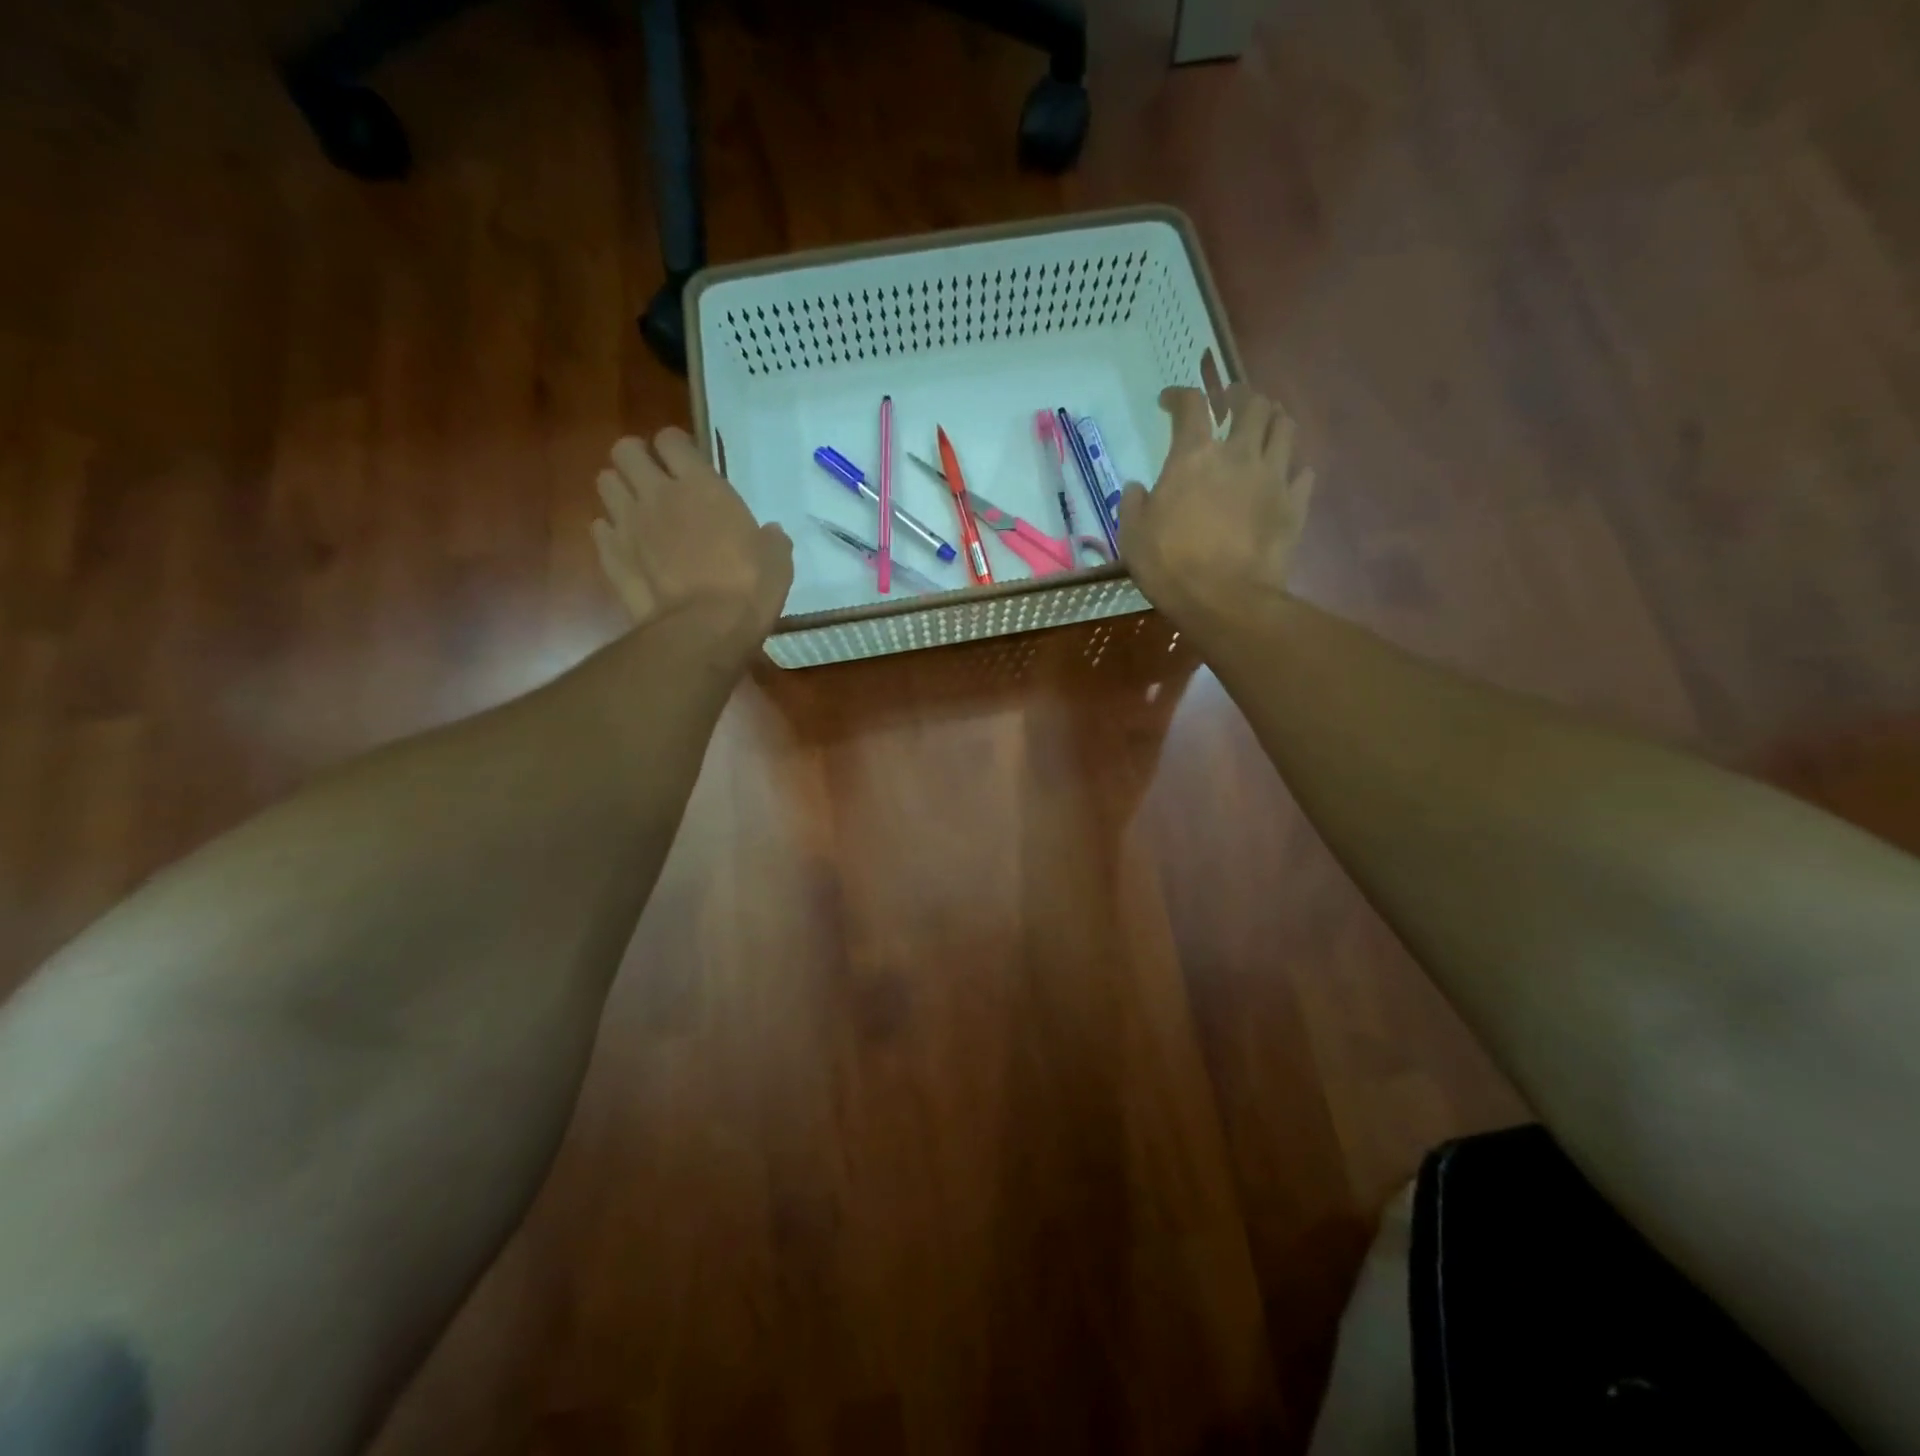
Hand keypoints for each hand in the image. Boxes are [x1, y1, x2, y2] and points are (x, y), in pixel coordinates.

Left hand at [592, 429, 793, 632]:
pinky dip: (612, 534)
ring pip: (605, 482)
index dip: (677, 447)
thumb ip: (769, 539)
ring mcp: (628, 523)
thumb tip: (769, 533)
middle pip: (625, 450)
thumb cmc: (748, 588)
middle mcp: (657, 493)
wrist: (704, 630)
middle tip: (656, 482)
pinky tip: (630, 550)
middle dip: (637, 460)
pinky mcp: (610, 555)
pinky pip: (600, 529)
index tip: (688, 465)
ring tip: (639, 512)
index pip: (671, 439)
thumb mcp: (776, 560)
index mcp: (701, 485)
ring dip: (621, 491)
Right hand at [1119, 384, 1314, 624]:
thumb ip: (1133, 504)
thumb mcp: (1132, 536)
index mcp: (1193, 456)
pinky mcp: (1295, 503)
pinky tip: (1285, 473)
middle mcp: (1238, 454)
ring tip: (1264, 425)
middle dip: (1239, 395)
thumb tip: (1136, 487)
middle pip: (1251, 403)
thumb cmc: (1170, 566)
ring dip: (1273, 418)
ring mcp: (1273, 476)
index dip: (1179, 396)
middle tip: (1229, 402)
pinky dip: (1293, 466)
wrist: (1225, 599)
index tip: (1169, 401)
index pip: (1191, 405)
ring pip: (1285, 426)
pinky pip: (1303, 471)